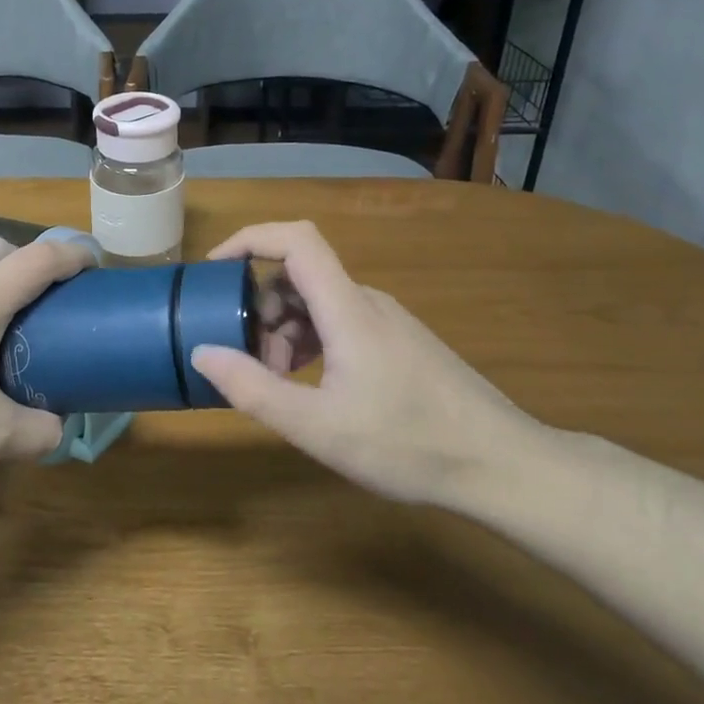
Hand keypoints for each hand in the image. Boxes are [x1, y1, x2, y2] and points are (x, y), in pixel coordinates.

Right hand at [189, 221, 550, 504]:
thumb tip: (202, 352)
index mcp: (348, 309)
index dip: (250, 239)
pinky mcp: (399, 342)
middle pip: (299, 276)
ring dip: (285, 332)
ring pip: (318, 304)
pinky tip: (314, 388)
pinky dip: (312, 344)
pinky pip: (340, 324)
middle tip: (250, 363)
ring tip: (280, 385)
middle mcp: (367, 302)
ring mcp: (387, 321)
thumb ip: (254, 389)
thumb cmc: (409, 444)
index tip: (214, 269)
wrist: (502, 464)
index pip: (296, 239)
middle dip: (261, 310)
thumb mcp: (317, 427)